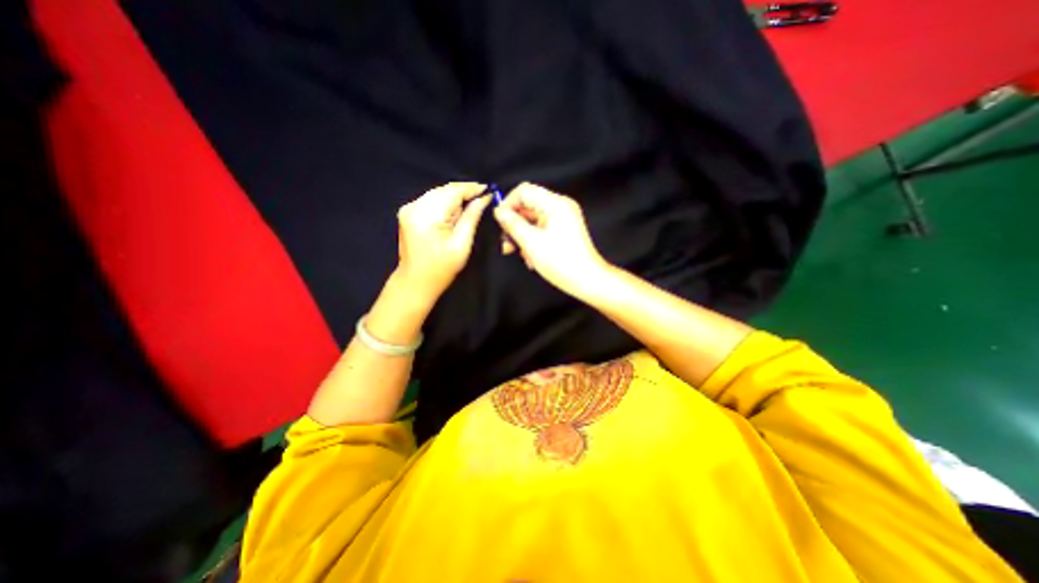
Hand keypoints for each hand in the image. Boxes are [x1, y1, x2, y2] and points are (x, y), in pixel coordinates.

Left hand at [399, 182, 494, 300]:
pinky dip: (444, 203)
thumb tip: (484, 199)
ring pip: (437, 194)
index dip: (471, 189)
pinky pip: (430, 201)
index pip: (452, 191)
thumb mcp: (462, 244)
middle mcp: (414, 206)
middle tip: (482, 198)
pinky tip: (454, 213)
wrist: (415, 282)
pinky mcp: (408, 213)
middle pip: (444, 190)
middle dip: (463, 192)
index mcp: (427, 215)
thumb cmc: (441, 268)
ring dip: (454, 198)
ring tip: (470, 206)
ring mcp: (408, 208)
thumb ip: (472, 218)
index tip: (488, 190)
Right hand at [491, 183, 610, 295]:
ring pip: (532, 220)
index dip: (508, 204)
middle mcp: (560, 207)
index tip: (500, 222)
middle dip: (514, 224)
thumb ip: (513, 224)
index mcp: (556, 204)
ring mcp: (562, 219)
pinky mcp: (563, 231)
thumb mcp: (532, 243)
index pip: (524, 191)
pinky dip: (532, 241)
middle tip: (506, 242)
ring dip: (522, 236)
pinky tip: (530, 257)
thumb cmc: (562, 263)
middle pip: (528, 206)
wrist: (587, 281)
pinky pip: (541, 229)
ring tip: (518, 253)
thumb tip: (499, 212)